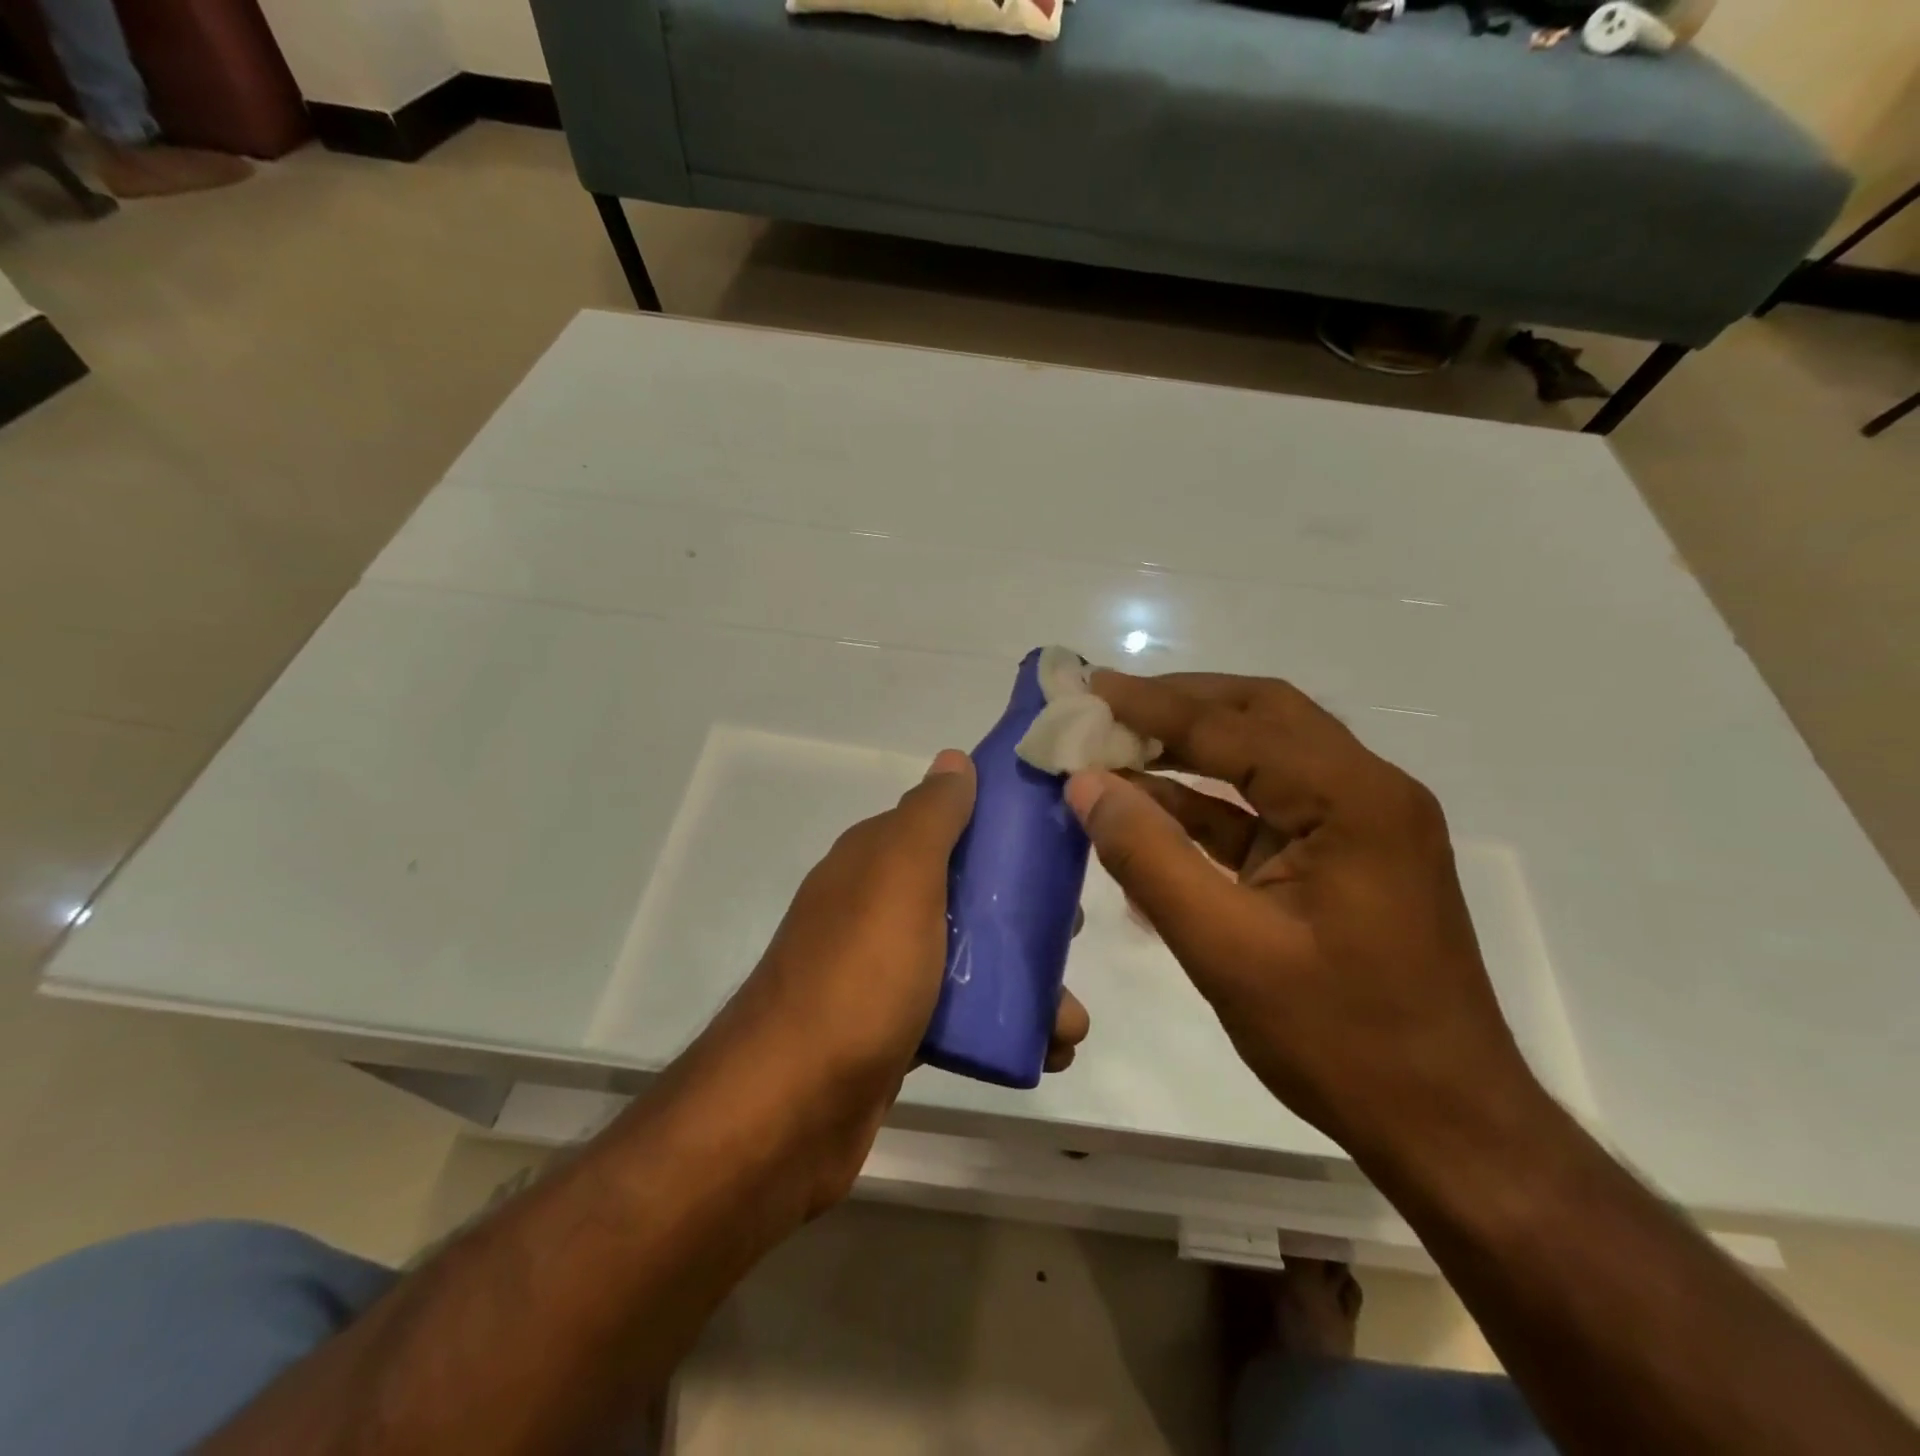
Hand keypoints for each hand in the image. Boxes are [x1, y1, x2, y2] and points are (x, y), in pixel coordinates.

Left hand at [706, 749, 1090, 1208]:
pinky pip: (960, 1016)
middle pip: (964, 893)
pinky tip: (1045, 1049)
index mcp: (874, 862)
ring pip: (968, 959)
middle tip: (1070, 933)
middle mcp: (875, 909)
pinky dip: (1002, 1026)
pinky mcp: (895, 1033)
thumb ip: (930, 816)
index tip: (1055, 845)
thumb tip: (955, 759)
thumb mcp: (900, 877)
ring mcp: (883, 973)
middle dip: (1022, 911)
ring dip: (1024, 979)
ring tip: (1070, 1018)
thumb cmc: (859, 976)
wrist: (792, 1108)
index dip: (999, 828)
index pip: (945, 824)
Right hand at [1065, 672, 1535, 1165]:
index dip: (1153, 705)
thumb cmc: (1340, 1039)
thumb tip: (1086, 784)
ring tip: (1117, 745)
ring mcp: (1360, 824)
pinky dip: (1209, 802)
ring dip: (1191, 749)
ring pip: (1264, 757)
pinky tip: (1152, 807)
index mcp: (1352, 800)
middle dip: (1178, 707)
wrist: (1446, 1125)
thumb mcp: (1226, 950)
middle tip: (1105, 707)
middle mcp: (1366, 792)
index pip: (1235, 726)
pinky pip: (1267, 808)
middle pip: (1261, 716)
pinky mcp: (1344, 857)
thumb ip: (1150, 858)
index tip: (1088, 689)